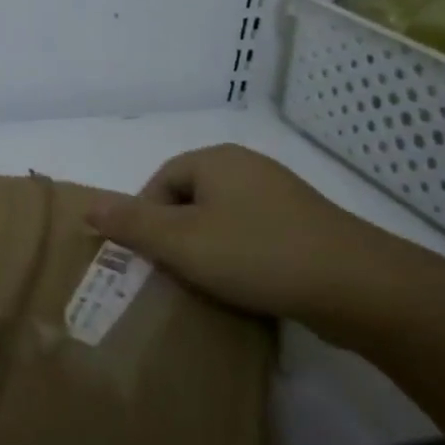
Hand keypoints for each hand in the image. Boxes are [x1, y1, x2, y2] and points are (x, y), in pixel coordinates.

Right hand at [86, 144, 398, 321]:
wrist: (356, 285)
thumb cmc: (257, 254)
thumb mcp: (182, 242)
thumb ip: (132, 224)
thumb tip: (88, 206)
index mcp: (216, 160)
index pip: (161, 181)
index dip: (146, 218)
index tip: (149, 258)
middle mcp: (247, 167)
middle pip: (191, 198)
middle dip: (177, 235)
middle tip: (174, 274)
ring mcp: (281, 194)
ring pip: (223, 218)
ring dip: (209, 248)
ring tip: (208, 284)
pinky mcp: (305, 225)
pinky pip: (255, 234)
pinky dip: (242, 256)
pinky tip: (248, 285)